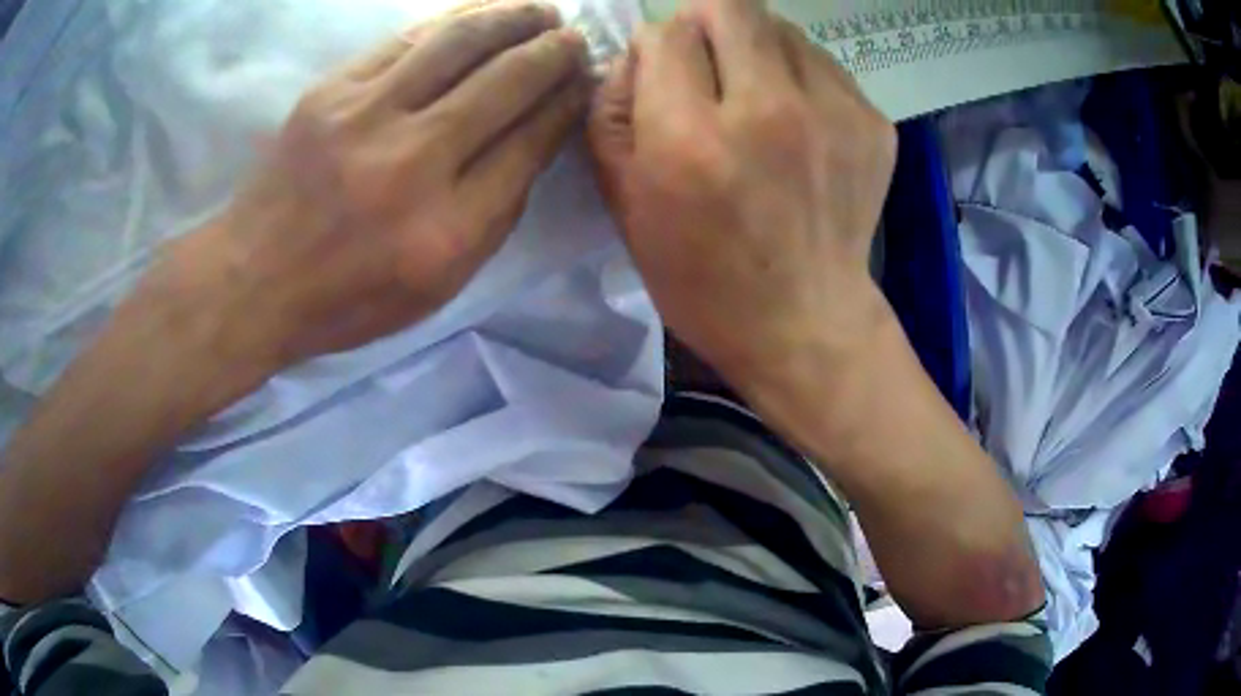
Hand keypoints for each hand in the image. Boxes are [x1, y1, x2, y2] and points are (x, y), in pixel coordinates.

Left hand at [166, 1, 589, 371]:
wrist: (254, 278)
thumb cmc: (348, 297)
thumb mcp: (436, 287)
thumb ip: (493, 217)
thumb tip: (535, 140)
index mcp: (447, 229)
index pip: (529, 144)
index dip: (565, 105)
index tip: (583, 84)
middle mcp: (413, 164)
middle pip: (506, 83)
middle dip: (554, 54)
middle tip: (575, 39)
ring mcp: (365, 117)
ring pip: (460, 43)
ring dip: (513, 19)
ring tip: (542, 12)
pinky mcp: (331, 91)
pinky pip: (406, 39)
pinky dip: (454, 20)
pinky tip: (481, 14)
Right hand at [588, 0, 896, 390]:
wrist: (805, 322)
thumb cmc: (702, 276)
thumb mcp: (625, 204)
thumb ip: (611, 111)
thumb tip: (636, 51)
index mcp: (691, 138)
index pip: (665, 34)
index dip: (656, 48)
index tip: (663, 77)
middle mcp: (767, 110)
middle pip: (728, 7)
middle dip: (704, 26)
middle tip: (707, 67)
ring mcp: (832, 112)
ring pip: (779, 26)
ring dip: (754, 47)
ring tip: (754, 96)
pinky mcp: (873, 122)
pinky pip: (821, 63)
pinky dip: (798, 75)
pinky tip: (797, 121)